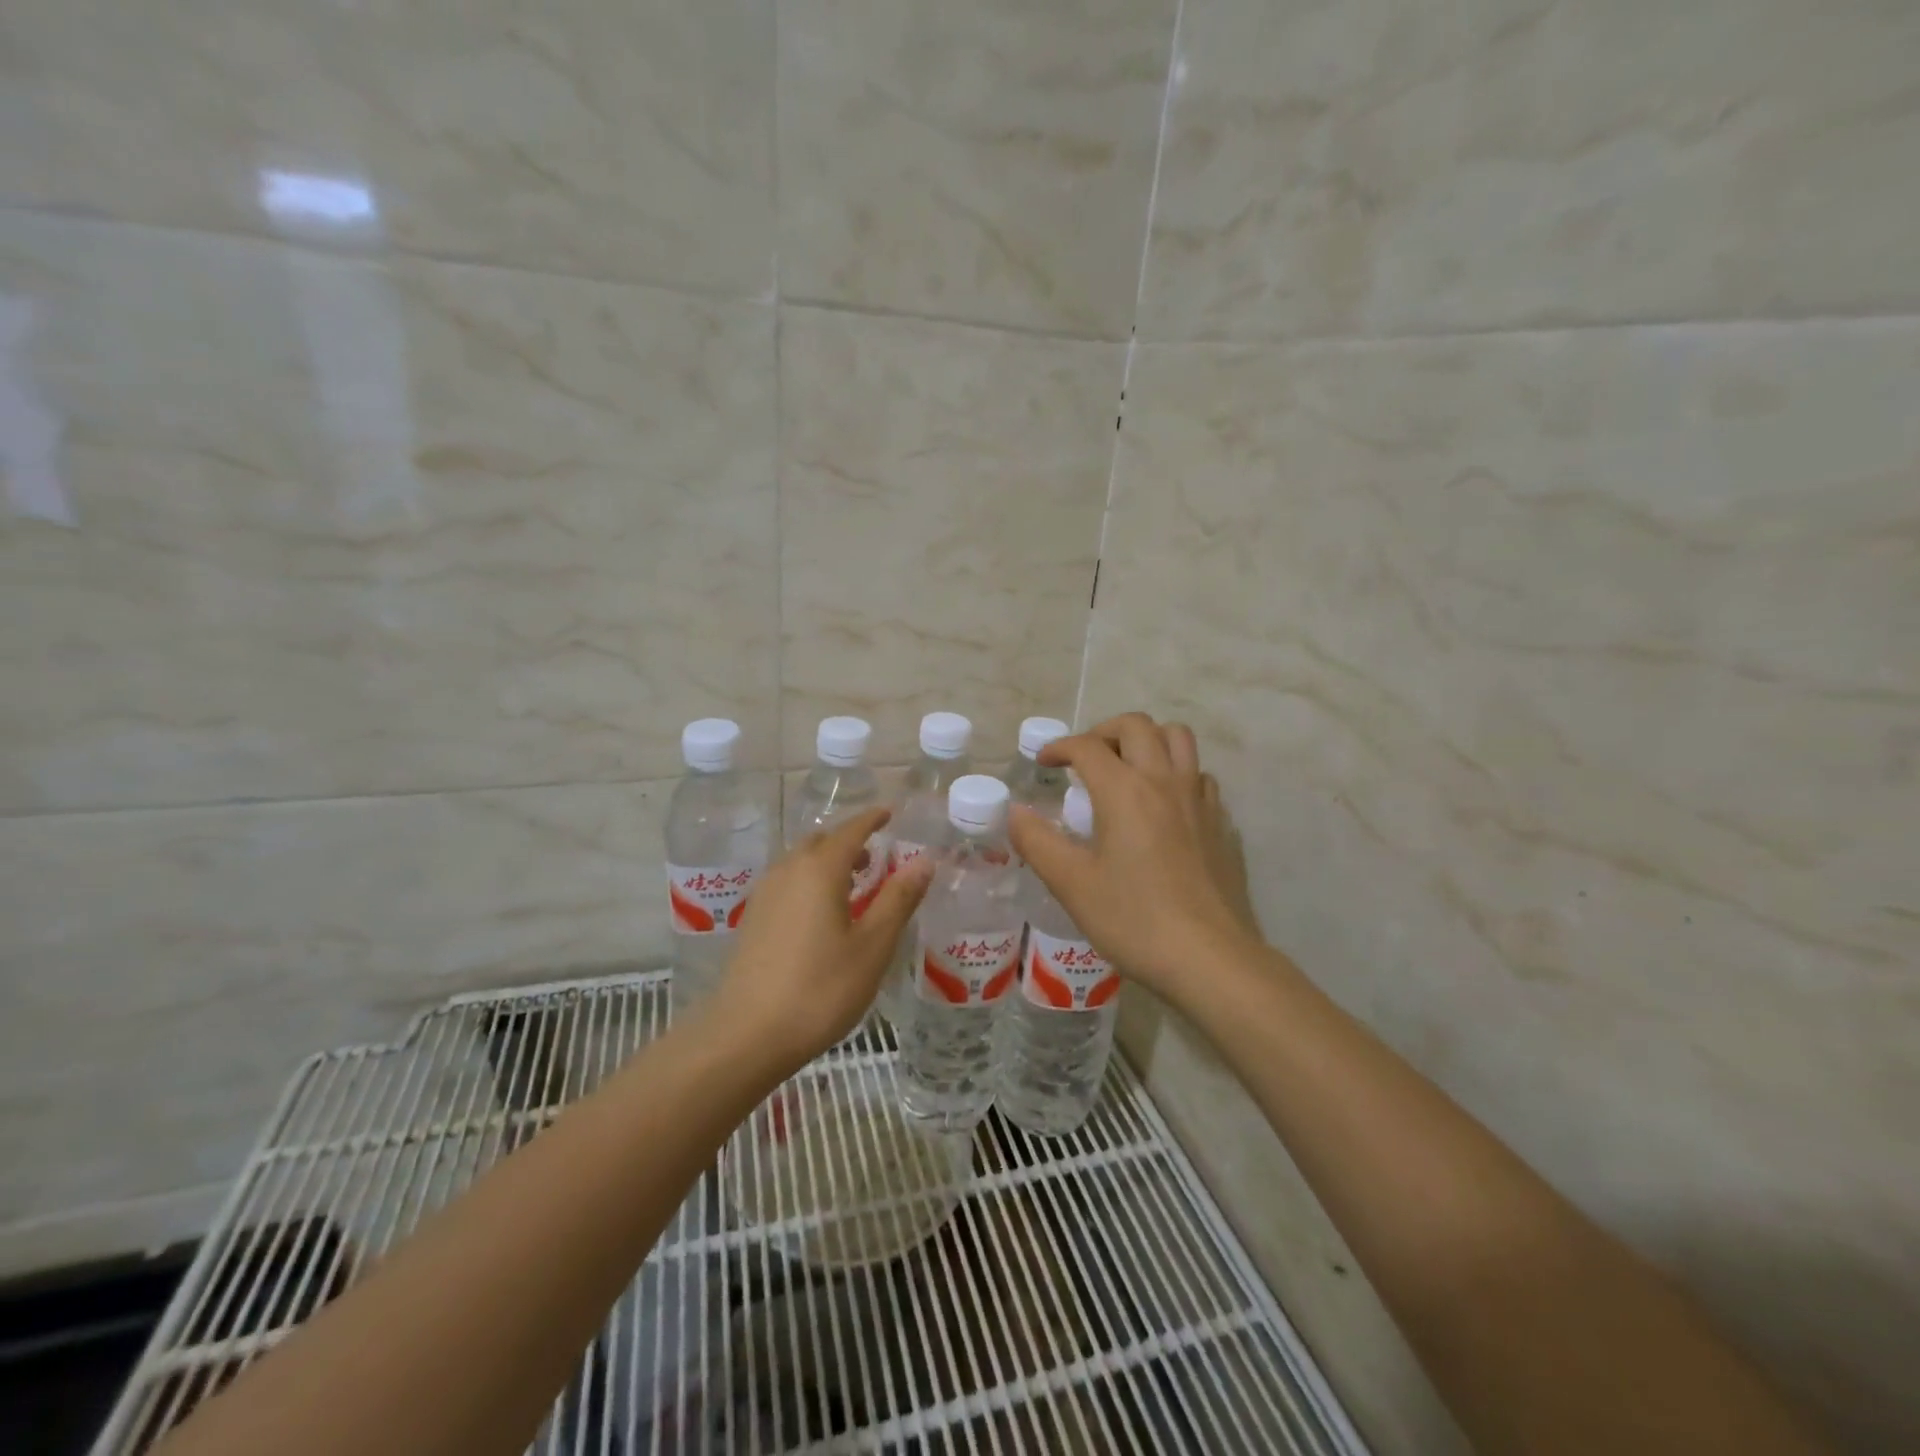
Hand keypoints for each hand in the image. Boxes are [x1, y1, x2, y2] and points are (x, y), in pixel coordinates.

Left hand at [711, 807, 932, 1065]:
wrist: (747, 1034)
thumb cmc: (820, 988)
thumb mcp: (873, 946)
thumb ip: (898, 899)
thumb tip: (924, 860)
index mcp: (820, 869)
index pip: (852, 830)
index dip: (873, 819)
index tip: (890, 812)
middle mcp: (789, 870)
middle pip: (822, 841)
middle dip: (850, 841)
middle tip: (877, 857)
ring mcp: (766, 893)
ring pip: (801, 861)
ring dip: (829, 861)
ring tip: (854, 885)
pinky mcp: (754, 918)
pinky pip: (788, 881)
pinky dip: (810, 880)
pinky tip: (822, 913)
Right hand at [1008, 713, 1260, 998]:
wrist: (1209, 958)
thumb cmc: (1133, 920)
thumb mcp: (1071, 884)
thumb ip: (1037, 842)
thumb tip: (1015, 812)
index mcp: (1124, 790)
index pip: (1087, 746)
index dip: (1059, 747)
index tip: (1043, 763)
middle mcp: (1164, 781)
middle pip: (1137, 725)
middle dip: (1103, 732)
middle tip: (1084, 760)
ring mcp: (1199, 799)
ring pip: (1177, 738)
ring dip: (1147, 741)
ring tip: (1126, 770)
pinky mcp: (1220, 822)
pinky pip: (1199, 775)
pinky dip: (1176, 772)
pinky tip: (1163, 805)